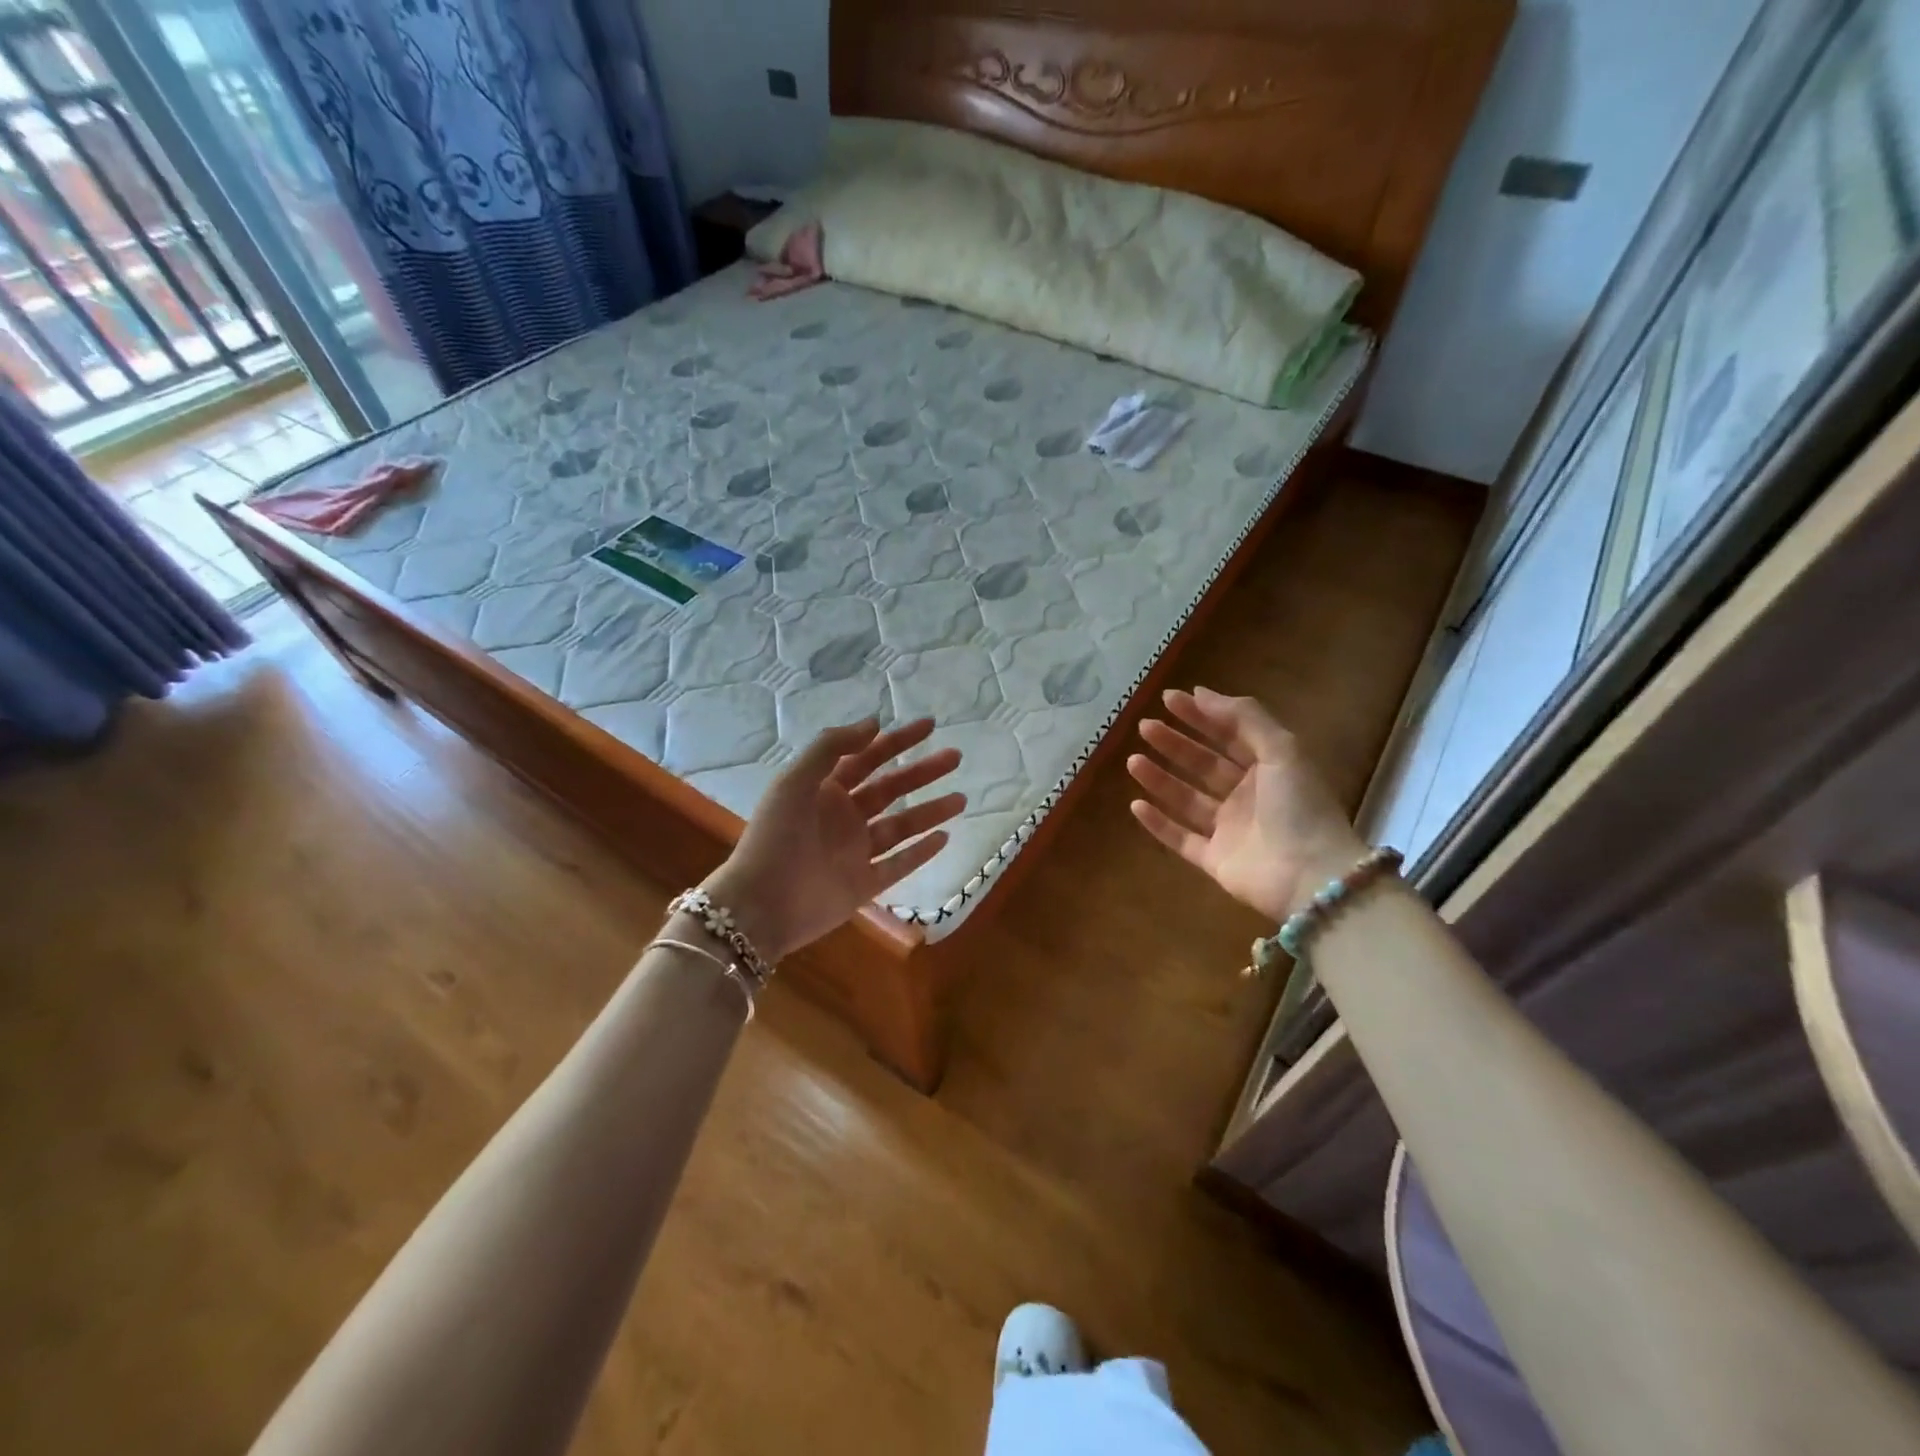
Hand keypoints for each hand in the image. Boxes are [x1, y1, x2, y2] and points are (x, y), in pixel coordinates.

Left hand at [702, 718, 964, 960]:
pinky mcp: (863, 886)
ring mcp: (855, 853)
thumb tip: (874, 723)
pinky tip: (944, 837)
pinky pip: (898, 865)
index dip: (897, 740)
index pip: (868, 758)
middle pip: (891, 789)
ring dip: (930, 811)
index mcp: (825, 791)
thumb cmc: (776, 837)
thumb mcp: (795, 781)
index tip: (929, 726)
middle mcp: (843, 818)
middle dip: (922, 772)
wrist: (760, 906)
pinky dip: (920, 852)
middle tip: (956, 756)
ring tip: (961, 799)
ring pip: (901, 826)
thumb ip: (831, 748)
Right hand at [1126, 687, 1364, 922]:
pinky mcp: (1214, 860)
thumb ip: (1244, 717)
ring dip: (1160, 779)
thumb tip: (1201, 692)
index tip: (1168, 699)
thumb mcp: (1282, 749)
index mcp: (1269, 768)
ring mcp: (1229, 830)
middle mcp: (1247, 796)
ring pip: (1187, 799)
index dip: (1200, 715)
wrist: (1309, 876)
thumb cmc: (1299, 807)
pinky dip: (1158, 823)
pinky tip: (1136, 804)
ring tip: (1132, 761)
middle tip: (1145, 727)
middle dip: (1174, 744)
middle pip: (1203, 764)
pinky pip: (1180, 838)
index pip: (1229, 735)